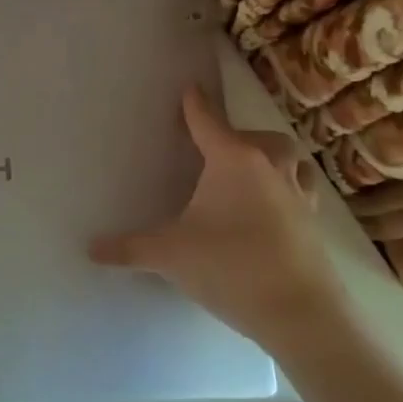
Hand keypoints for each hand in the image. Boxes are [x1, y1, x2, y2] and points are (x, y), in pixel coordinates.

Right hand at [89, 84, 346, 348]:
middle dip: (238, 135)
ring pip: (288, 160)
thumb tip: (90, 249)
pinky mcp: (313, 222)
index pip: (208, 121)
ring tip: (250, 173)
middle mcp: (269, 167)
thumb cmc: (230, 267)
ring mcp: (297, 194)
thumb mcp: (170, 255)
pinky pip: (300, 189)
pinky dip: (285, 188)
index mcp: (233, 161)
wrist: (301, 313)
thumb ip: (129, 248)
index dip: (195, 104)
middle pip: (258, 137)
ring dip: (270, 158)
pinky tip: (271, 209)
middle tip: (217, 149)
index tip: (190, 88)